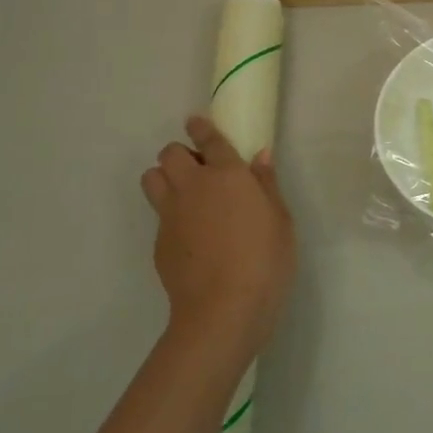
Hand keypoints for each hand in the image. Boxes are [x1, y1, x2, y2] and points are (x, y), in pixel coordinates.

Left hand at [141, 116, 295, 362]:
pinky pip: (158, 214)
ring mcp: (171, 214)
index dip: (201, 128)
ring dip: (164, 178)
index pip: (209, 139)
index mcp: (228, 175)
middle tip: (200, 171)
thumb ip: (267, 184)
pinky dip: (169, 214)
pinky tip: (190, 236)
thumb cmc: (265, 260)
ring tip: (185, 196)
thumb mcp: (281, 220)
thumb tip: (259, 156)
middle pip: (169, 154)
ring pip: (151, 178)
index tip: (196, 123)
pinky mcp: (159, 241)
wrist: (223, 310)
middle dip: (180, 155)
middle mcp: (194, 186)